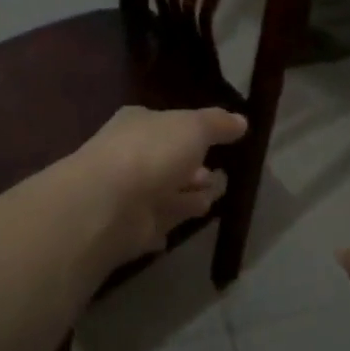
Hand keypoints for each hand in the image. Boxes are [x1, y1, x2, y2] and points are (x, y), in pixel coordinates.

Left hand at [63, 105, 247, 268]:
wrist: (108, 205)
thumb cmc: (152, 154)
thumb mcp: (193, 127)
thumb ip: (218, 124)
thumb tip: (241, 121)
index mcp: (139, 124)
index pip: (168, 125)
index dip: (194, 133)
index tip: (220, 142)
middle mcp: (131, 155)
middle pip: (170, 161)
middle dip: (195, 169)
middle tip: (222, 176)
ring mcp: (129, 194)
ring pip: (167, 194)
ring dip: (189, 197)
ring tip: (214, 198)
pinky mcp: (130, 229)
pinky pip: (158, 224)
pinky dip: (170, 223)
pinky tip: (188, 226)